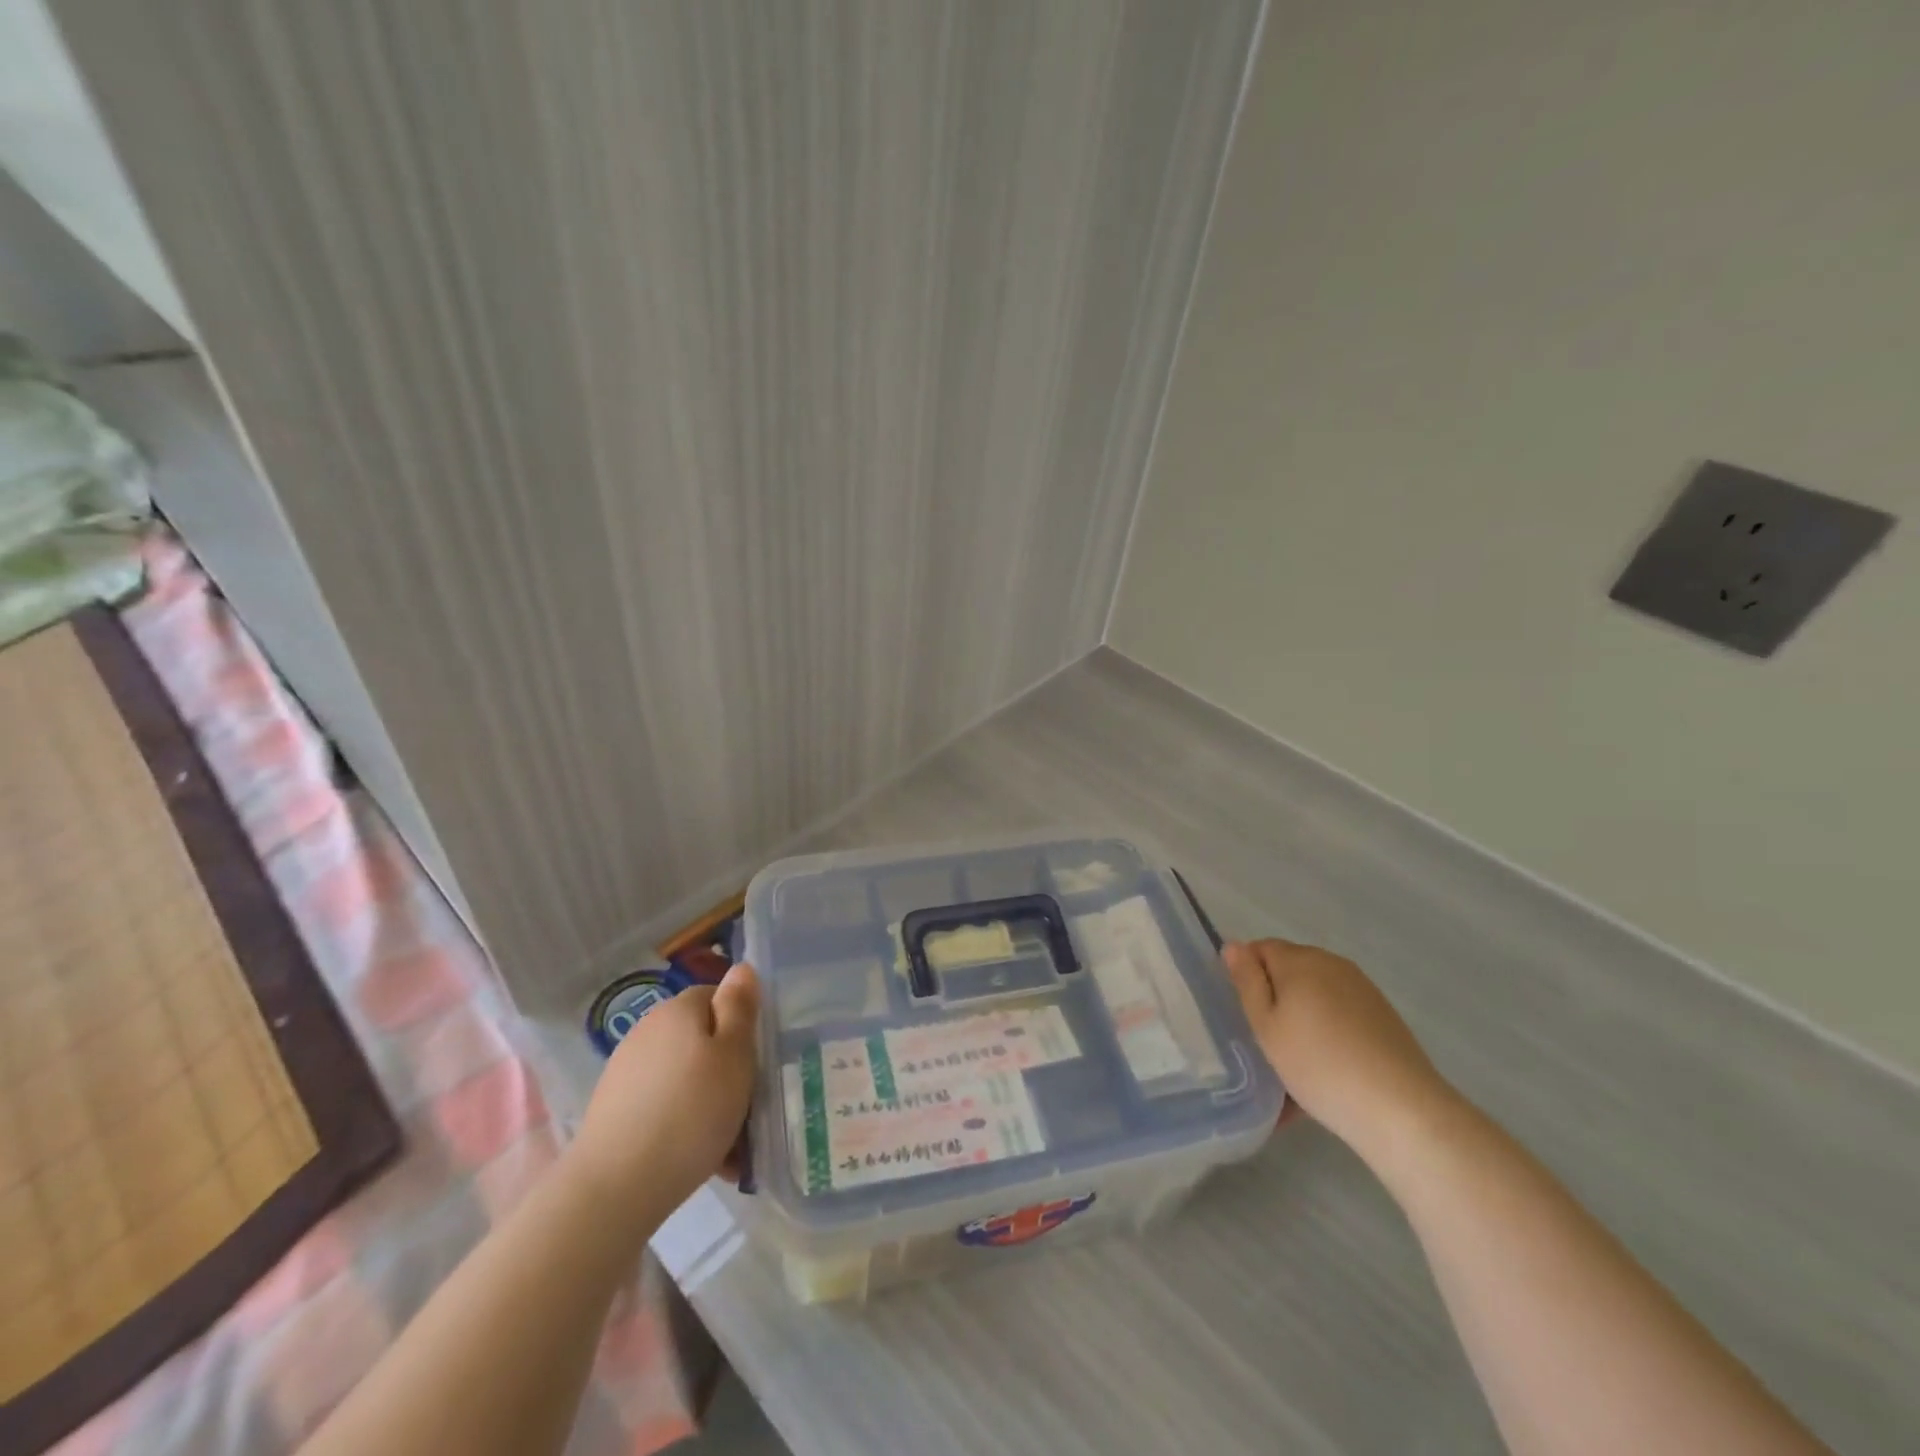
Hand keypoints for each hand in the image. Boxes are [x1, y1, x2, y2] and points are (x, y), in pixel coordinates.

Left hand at [569, 963, 759, 1212]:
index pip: (719, 997)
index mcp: (679, 1009)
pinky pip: (664, 1106)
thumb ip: (740, 1007)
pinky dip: (684, 1125)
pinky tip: (699, 1159)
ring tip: (729, 1146)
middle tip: (748, 1108)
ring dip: (709, 1103)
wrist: (614, 1189)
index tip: (757, 1062)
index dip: (742, 1026)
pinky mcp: (614, 1110)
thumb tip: (741, 967)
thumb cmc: (691, 1112)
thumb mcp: (734, 1054)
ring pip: (686, 1077)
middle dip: (727, 1071)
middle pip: (702, 1040)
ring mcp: (627, 1071)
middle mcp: (649, 1030)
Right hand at [1225, 939, 1457, 1168]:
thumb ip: (1247, 981)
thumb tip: (1234, 946)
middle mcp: (1332, 964)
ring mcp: (1362, 990)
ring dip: (1300, 1021)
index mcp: (1300, 960)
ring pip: (1315, 997)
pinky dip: (1326, 1037)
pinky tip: (1324, 1077)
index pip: (1259, 948)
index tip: (1243, 1014)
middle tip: (1264, 1043)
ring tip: (1293, 1069)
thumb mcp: (1266, 1025)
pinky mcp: (1383, 1018)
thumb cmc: (1318, 1063)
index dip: (1245, 976)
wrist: (1401, 1110)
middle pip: (1289, 971)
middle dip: (1274, 999)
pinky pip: (1339, 1018)